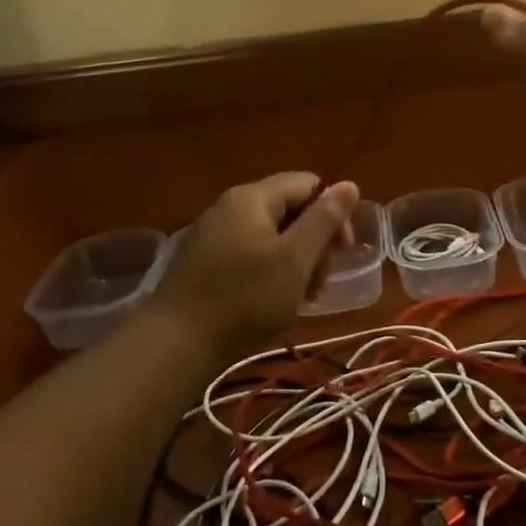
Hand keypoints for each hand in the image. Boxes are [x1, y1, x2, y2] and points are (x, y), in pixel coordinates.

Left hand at [149, 173, 360, 359]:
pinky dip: (270, 271)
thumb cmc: (246, 298)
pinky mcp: (205, 260)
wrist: (177, 342)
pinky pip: (250, 252)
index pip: (308, 184)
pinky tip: (273, 301)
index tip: (342, 251)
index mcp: (253, 197)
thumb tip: (349, 184)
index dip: (333, 213)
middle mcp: (230, 206)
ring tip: (300, 297)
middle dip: (314, 242)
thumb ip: (324, 219)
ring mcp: (214, 233)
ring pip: (272, 235)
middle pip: (290, 209)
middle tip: (319, 283)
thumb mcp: (295, 259)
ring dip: (295, 261)